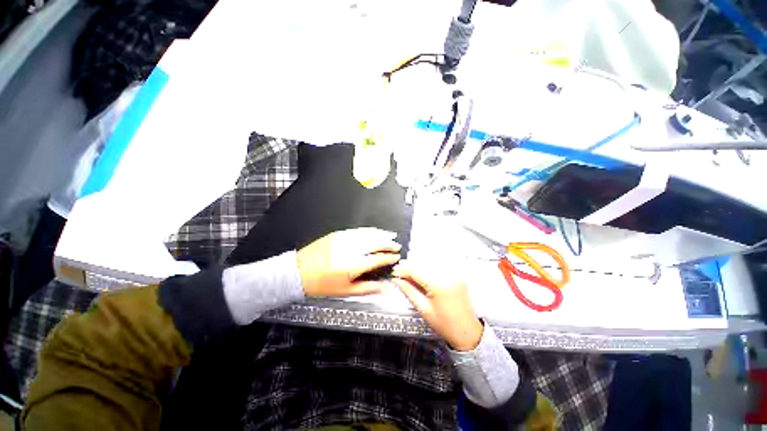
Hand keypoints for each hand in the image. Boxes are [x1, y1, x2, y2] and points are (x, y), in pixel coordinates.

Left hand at [297, 228, 400, 296]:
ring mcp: (344, 239)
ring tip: (390, 236)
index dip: (389, 258)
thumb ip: (368, 288)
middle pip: (375, 243)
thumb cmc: (321, 284)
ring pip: (368, 234)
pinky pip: (357, 230)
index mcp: (352, 265)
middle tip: (396, 246)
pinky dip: (369, 230)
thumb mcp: (345, 291)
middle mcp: (350, 250)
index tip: (396, 257)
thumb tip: (384, 287)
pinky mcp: (337, 234)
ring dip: (381, 235)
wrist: (299, 272)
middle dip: (389, 244)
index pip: (377, 259)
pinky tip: (374, 231)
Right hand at [392, 260, 482, 350]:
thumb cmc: (445, 325)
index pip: (416, 271)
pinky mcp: (457, 274)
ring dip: (418, 266)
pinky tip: (422, 274)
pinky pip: (439, 266)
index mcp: (439, 285)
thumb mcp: (423, 309)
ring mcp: (454, 273)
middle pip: (423, 264)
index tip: (394, 272)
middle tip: (400, 272)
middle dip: (410, 267)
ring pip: (431, 263)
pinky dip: (428, 268)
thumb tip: (397, 279)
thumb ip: (409, 291)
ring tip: (410, 274)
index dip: (403, 270)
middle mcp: (448, 275)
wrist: (468, 332)